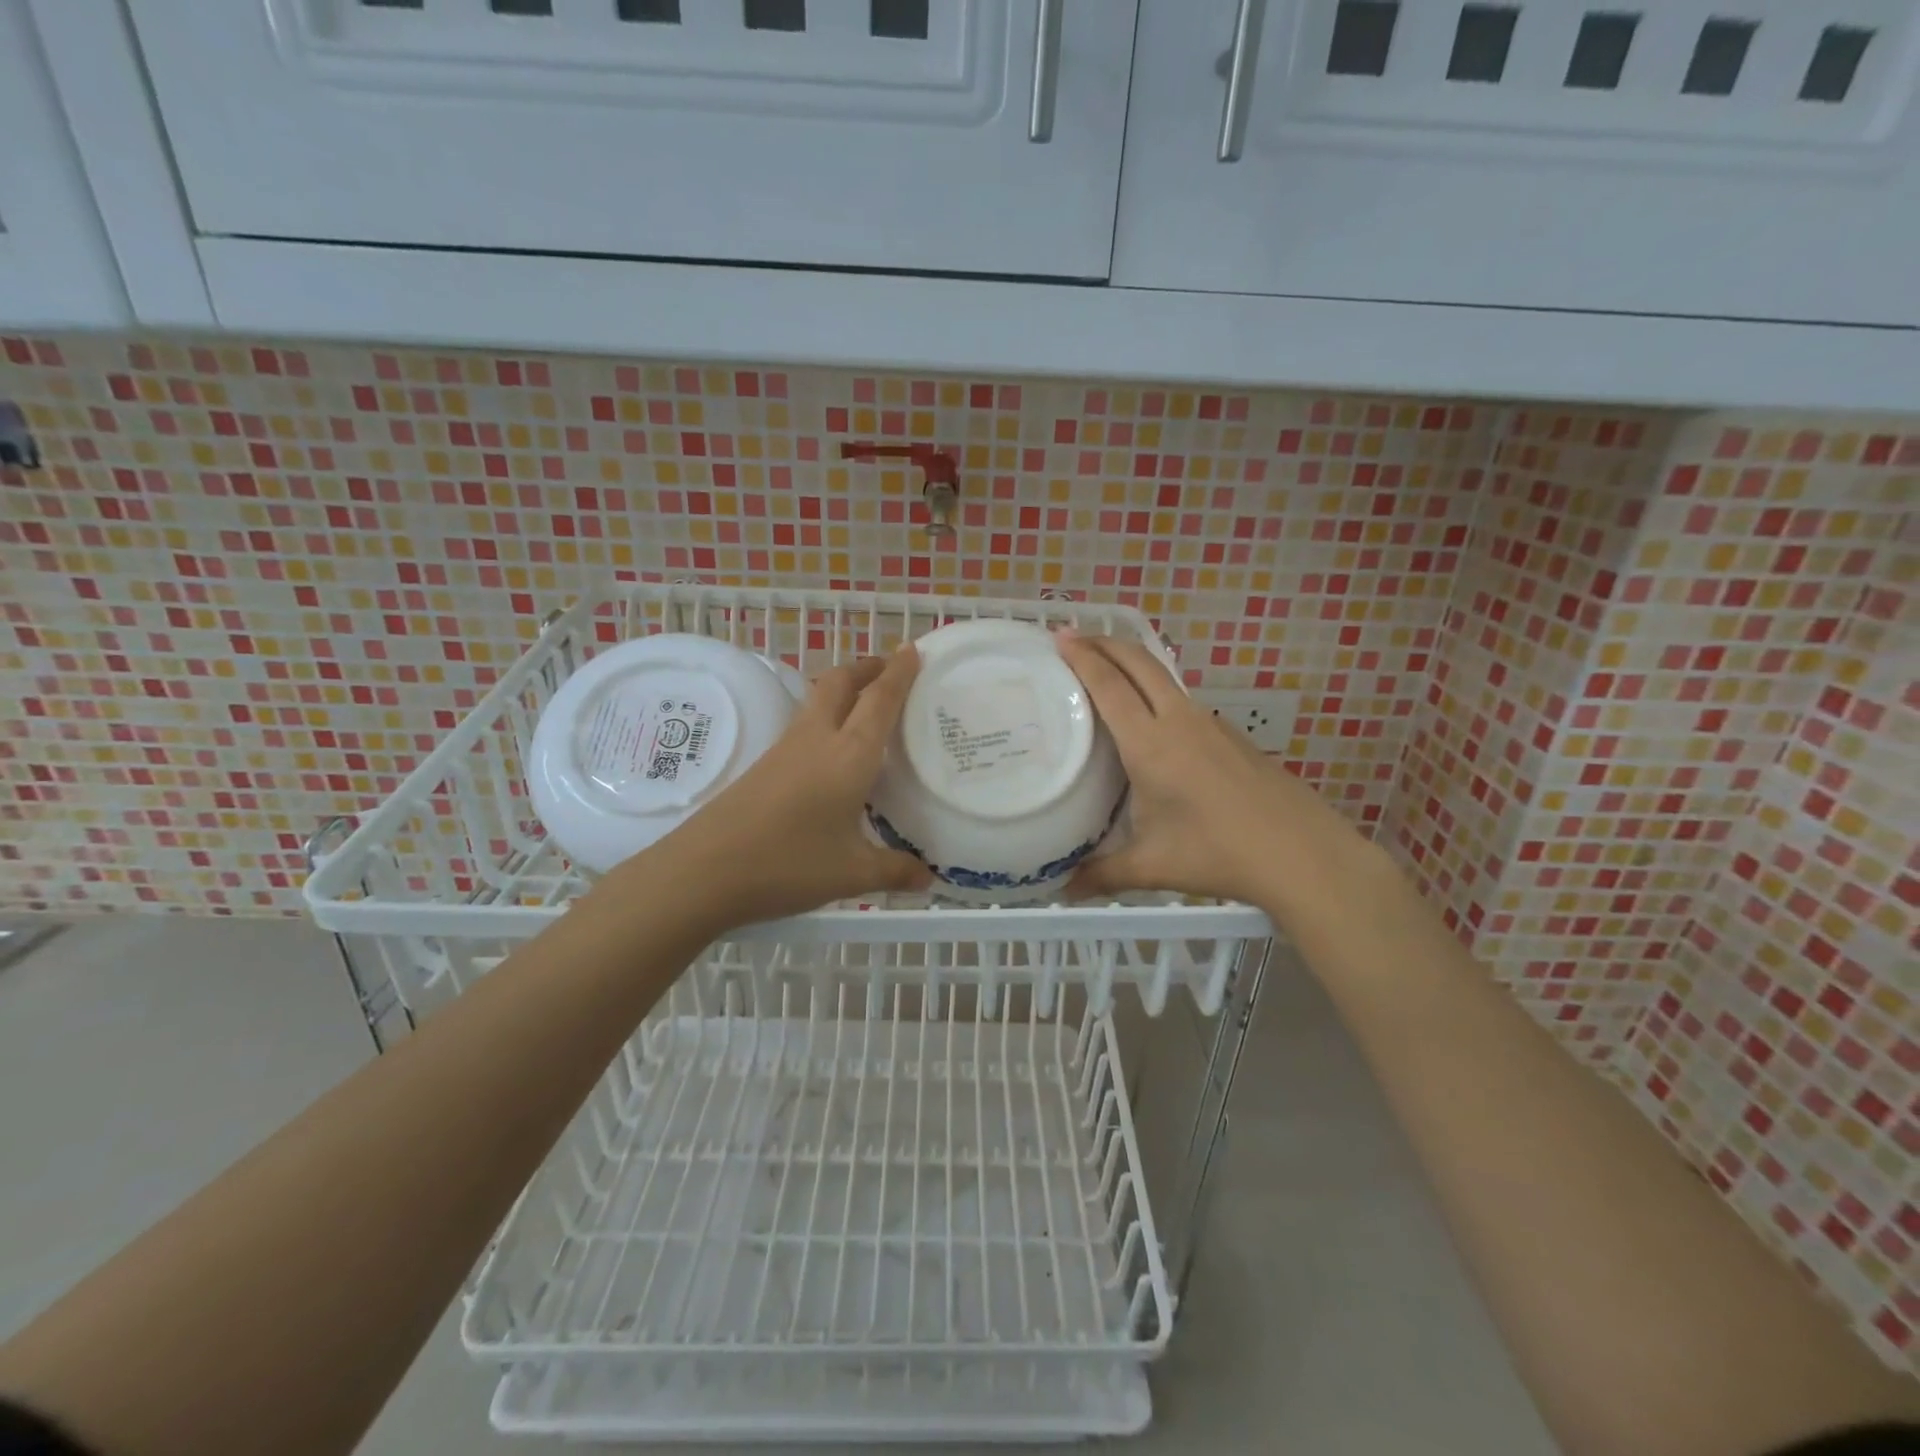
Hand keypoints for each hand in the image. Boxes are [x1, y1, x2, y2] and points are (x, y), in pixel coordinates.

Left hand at [613, 647, 931, 930]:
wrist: (705, 870)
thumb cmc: (788, 864)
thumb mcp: (851, 873)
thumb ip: (894, 871)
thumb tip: (927, 879)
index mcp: (849, 755)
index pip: (880, 700)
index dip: (899, 673)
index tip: (913, 648)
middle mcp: (818, 739)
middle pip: (841, 682)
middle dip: (867, 668)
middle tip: (891, 668)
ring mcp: (786, 749)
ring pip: (818, 699)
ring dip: (845, 688)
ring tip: (866, 700)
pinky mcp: (765, 763)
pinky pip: (804, 723)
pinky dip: (827, 715)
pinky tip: (833, 746)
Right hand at [1059, 634, 1367, 906]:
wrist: (1302, 854)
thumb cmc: (1219, 854)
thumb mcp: (1152, 866)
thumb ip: (1102, 874)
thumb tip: (1063, 890)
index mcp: (1151, 745)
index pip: (1109, 686)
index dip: (1083, 657)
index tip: (1060, 636)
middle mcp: (1180, 721)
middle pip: (1139, 662)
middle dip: (1105, 642)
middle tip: (1075, 637)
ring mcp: (1211, 724)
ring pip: (1164, 677)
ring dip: (1132, 663)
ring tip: (1107, 671)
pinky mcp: (1231, 736)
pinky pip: (1183, 701)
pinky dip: (1156, 691)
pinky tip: (1153, 722)